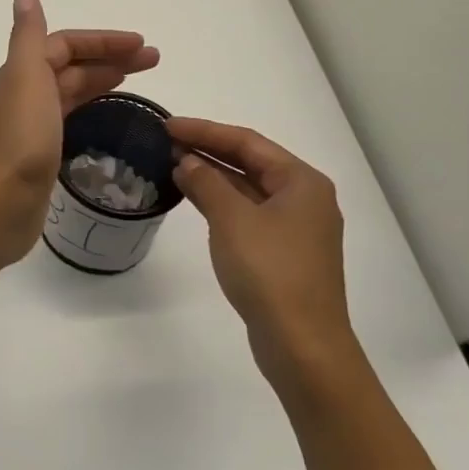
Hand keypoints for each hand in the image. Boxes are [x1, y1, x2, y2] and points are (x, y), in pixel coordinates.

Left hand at [0, 0, 158, 264]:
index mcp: (23, 72)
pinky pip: (71, 118)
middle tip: (154, 61)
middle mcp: (26, 93)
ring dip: (103, 79)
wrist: (2, 201)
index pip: (66, 44)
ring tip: (138, 79)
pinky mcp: (43, 152)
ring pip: (73, 91)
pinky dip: (92, 108)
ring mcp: (33, 124)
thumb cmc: (21, 137)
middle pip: (72, 66)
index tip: (142, 44)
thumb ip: (29, 36)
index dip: (102, 41)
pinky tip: (108, 115)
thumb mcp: (27, 76)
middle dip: (111, 58)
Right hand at [166, 118, 362, 402]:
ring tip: (171, 163)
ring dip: (212, 175)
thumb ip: (206, 182)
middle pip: (250, 162)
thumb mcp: (232, 219)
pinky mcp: (282, 252)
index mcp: (301, 181)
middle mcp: (303, 198)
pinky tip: (193, 196)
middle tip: (165, 141)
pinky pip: (247, 211)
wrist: (301, 345)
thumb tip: (186, 161)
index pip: (247, 142)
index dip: (204, 130)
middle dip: (207, 150)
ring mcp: (294, 227)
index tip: (166, 125)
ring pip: (247, 187)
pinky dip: (220, 200)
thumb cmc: (270, 271)